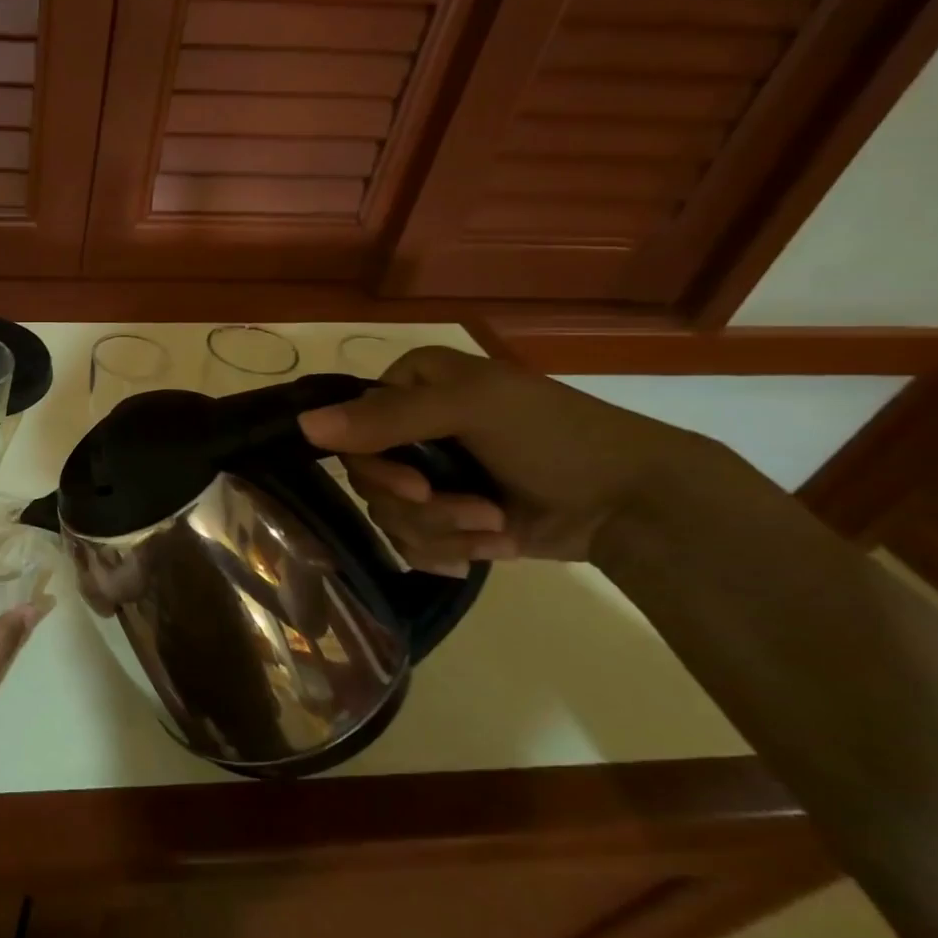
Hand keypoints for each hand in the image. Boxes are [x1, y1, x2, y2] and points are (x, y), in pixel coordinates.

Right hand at [296, 346, 708, 574]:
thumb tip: (303, 426)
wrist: (633, 503)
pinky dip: (452, 551)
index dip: (374, 463)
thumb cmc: (557, 436)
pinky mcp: (445, 517)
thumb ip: (388, 417)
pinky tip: (494, 546)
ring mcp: (427, 475)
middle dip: (421, 505)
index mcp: (411, 386)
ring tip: (496, 528)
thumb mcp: (473, 409)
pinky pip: (410, 543)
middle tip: (472, 509)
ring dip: (444, 530)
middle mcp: (409, 427)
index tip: (416, 486)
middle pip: (366, 478)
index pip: (349, 426)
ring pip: (387, 515)